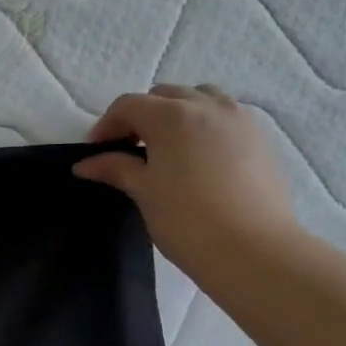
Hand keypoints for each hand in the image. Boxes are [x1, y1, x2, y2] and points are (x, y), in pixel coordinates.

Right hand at [73, 84, 302, 286]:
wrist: (251, 249)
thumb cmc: (186, 219)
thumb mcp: (144, 191)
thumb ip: (115, 168)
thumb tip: (84, 164)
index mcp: (172, 115)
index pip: (128, 105)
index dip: (106, 125)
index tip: (96, 152)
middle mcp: (207, 106)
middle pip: (164, 96)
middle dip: (141, 117)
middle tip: (128, 150)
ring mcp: (239, 119)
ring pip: (199, 100)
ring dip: (176, 115)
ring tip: (167, 149)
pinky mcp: (260, 138)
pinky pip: (224, 118)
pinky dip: (204, 127)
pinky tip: (198, 160)